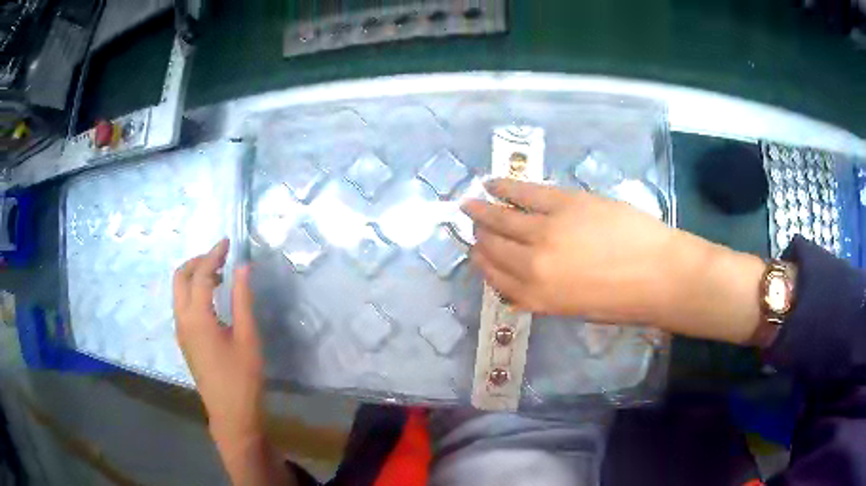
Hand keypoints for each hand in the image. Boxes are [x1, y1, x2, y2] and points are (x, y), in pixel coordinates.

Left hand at [173, 239, 263, 445]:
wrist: (230, 412)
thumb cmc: (242, 376)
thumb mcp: (247, 337)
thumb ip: (242, 299)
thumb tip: (242, 267)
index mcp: (197, 317)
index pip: (201, 274)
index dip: (214, 254)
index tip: (228, 242)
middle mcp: (182, 319)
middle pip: (180, 277)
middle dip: (197, 261)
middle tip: (220, 257)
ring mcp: (180, 330)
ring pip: (178, 291)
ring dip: (194, 276)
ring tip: (219, 275)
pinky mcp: (184, 340)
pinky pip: (182, 304)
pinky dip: (193, 291)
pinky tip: (212, 299)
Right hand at [463, 179, 676, 323]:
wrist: (659, 275)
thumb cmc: (624, 301)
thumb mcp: (577, 310)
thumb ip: (546, 296)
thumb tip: (525, 282)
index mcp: (537, 298)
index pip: (496, 278)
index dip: (483, 264)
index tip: (476, 254)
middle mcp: (532, 266)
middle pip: (495, 248)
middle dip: (479, 237)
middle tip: (472, 224)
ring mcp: (546, 231)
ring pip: (503, 219)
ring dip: (483, 212)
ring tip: (469, 204)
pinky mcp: (564, 203)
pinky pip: (525, 193)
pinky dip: (505, 187)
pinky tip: (492, 184)